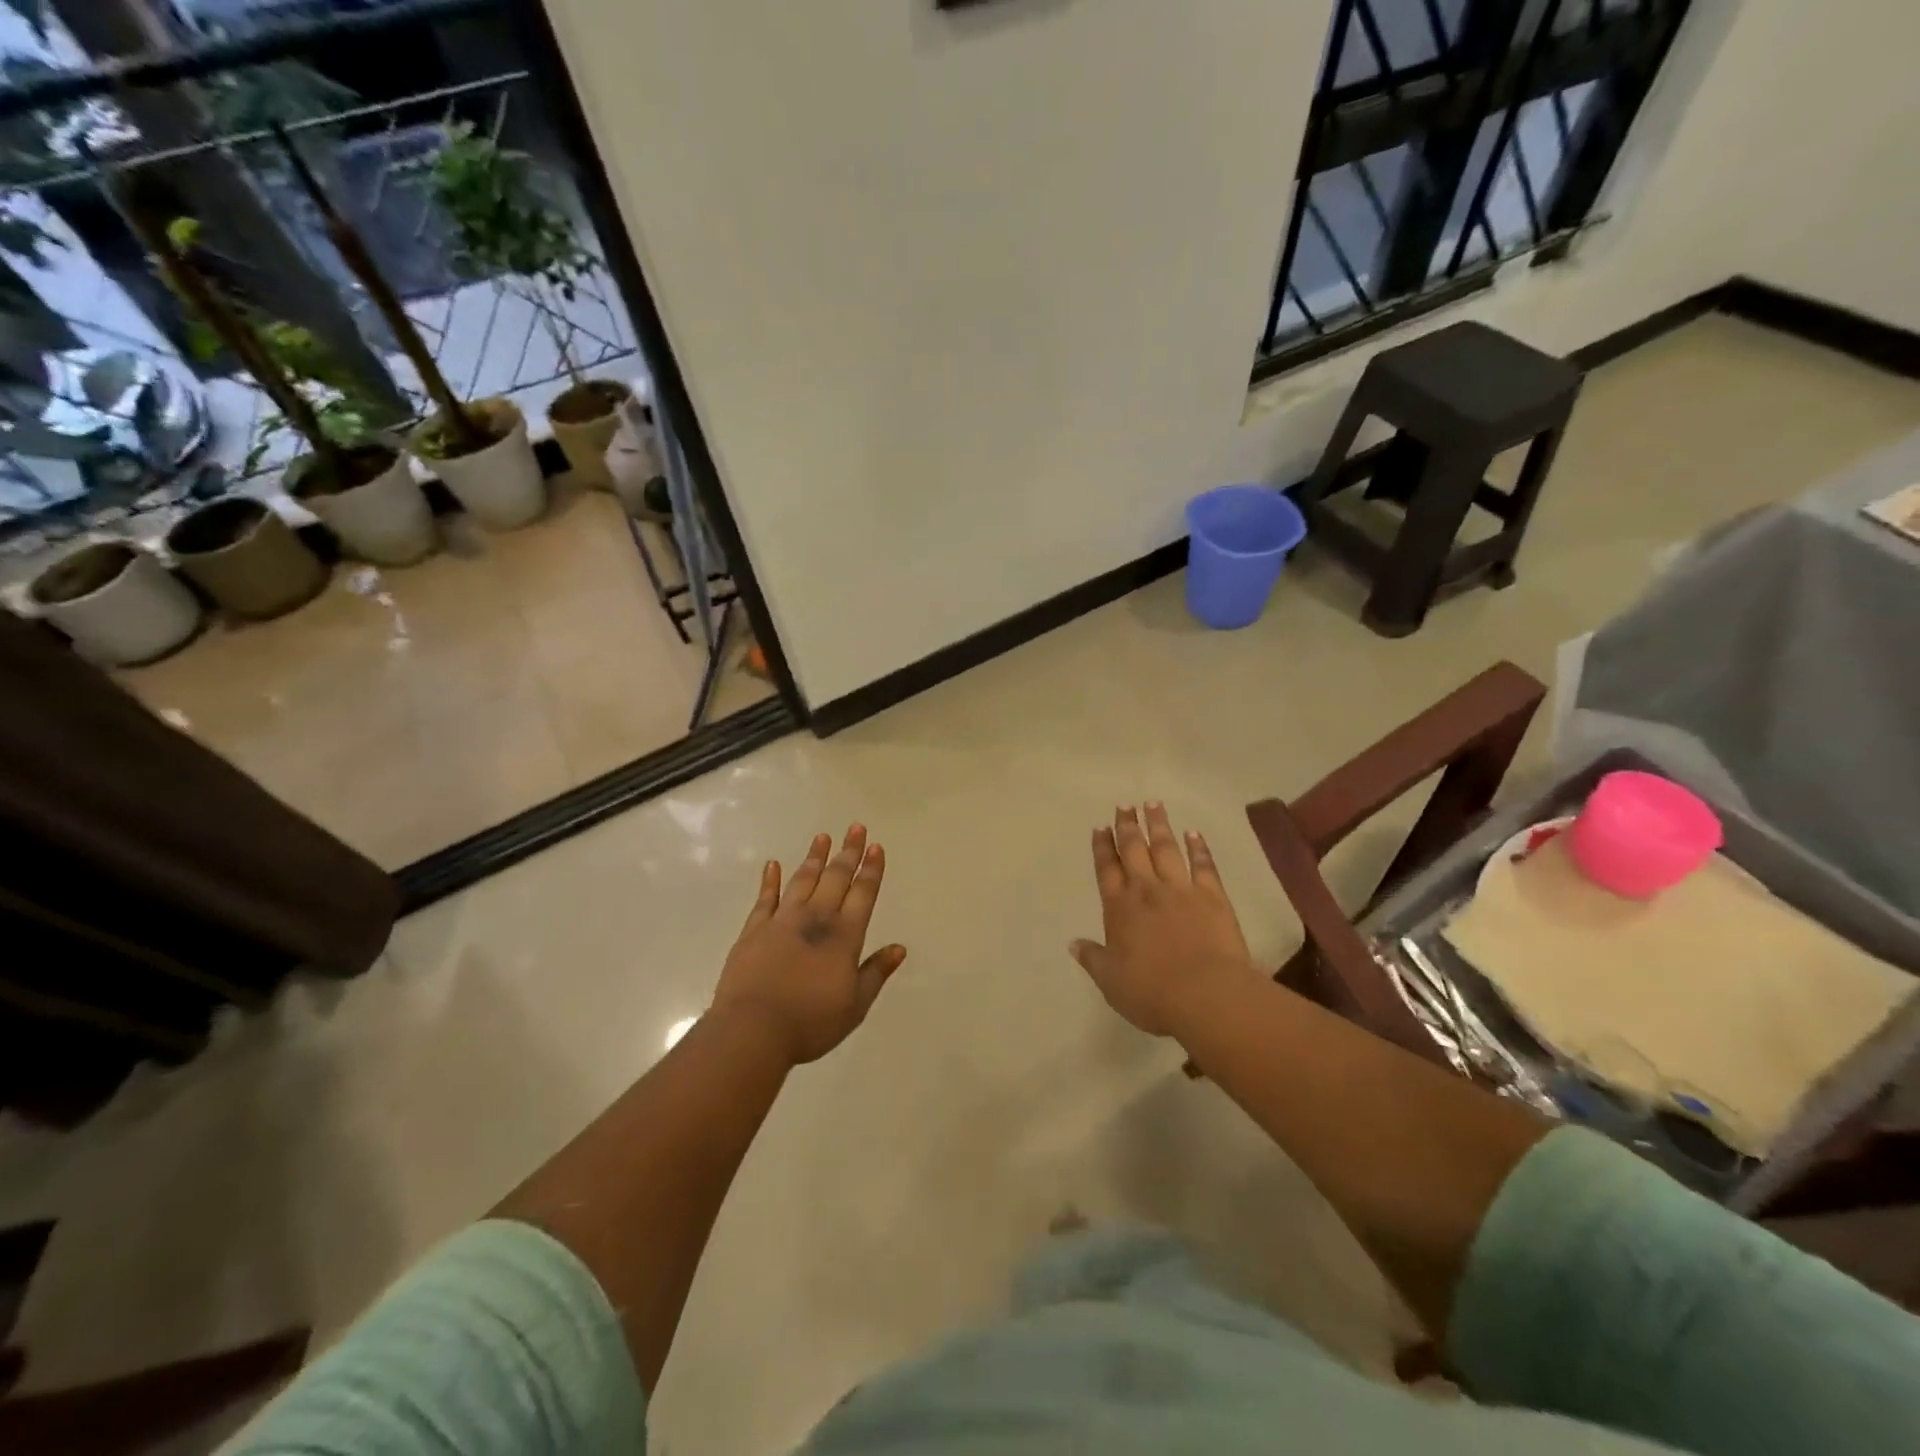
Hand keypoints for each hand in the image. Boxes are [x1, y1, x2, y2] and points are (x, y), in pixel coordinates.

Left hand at [711, 825, 906, 1064]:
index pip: (862, 894)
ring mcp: (782, 921)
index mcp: (844, 937)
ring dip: (814, 857)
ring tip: (822, 836)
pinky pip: (765, 898)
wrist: (753, 1030)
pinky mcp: (754, 930)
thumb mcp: (855, 1006)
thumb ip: (876, 973)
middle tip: (856, 828)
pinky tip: (773, 864)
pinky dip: (770, 880)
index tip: (876, 847)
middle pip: (835, 878)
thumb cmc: (810, 1022)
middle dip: (848, 852)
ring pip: (803, 880)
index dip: (871, 870)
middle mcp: (816, 919)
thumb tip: (899, 948)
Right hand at [1071, 804, 1257, 1035]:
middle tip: (1124, 806)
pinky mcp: (1212, 896)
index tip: (1100, 827)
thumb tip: (1074, 943)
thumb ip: (1093, 959)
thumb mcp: (1111, 981)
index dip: (1102, 847)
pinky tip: (1194, 833)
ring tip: (1153, 804)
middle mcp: (1146, 890)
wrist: (1205, 994)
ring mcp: (1181, 889)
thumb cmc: (1151, 992)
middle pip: (1134, 849)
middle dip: (1127, 826)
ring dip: (1159, 825)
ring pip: (1166, 848)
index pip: (1106, 869)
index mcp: (1119, 907)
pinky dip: (1198, 847)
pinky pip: (1203, 865)